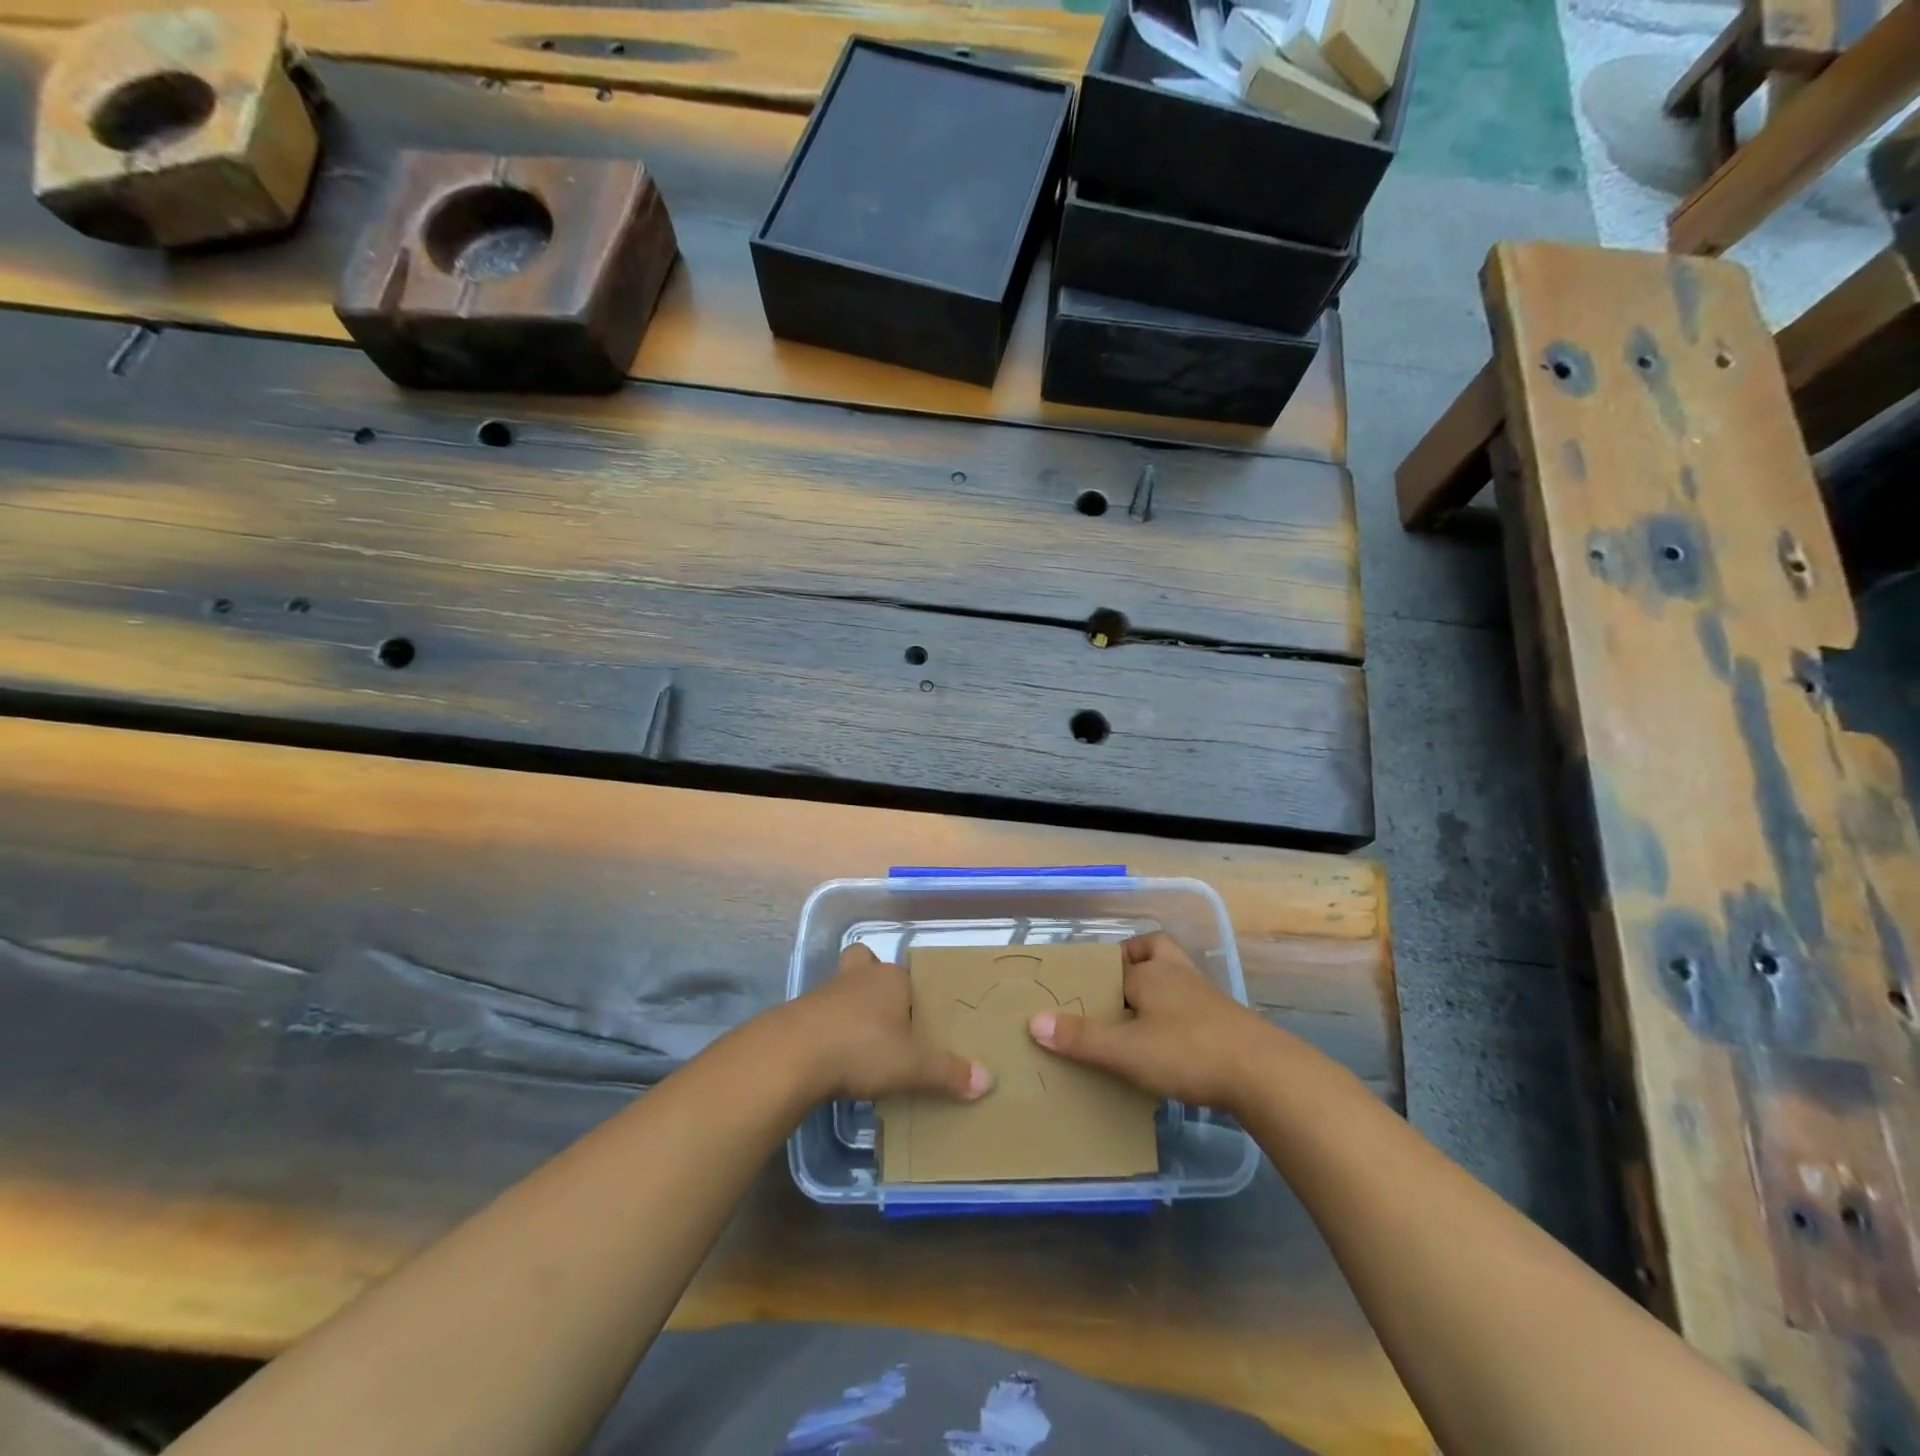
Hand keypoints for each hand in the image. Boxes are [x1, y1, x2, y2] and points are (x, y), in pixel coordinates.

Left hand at [791, 945, 993, 1103]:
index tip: (919, 1022)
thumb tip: (989, 1080)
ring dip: (850, 1008)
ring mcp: (826, 992)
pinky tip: (834, 1058)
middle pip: (867, 966)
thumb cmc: (861, 1048)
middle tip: (886, 1018)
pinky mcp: (800, 1014)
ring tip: (861, 1043)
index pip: (909, 977)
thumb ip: (948, 1072)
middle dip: (874, 983)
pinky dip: (829, 1030)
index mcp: (891, 979)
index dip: (914, 995)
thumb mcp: (912, 1066)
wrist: (793, 1055)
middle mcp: (859, 977)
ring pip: (843, 988)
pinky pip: (821, 1014)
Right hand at [1027, 931, 1277, 1110]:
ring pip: (1177, 976)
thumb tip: (1034, 1021)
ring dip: (1158, 988)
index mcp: (1151, 973)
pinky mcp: (1227, 1022)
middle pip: (1154, 951)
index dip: (1098, 969)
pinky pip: (1193, 1006)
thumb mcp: (1126, 1050)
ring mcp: (1207, 997)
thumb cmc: (1187, 1052)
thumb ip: (1081, 1038)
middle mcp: (1178, 975)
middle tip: (1114, 988)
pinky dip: (1178, 1015)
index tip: (1081, 985)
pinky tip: (1170, 1043)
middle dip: (1134, 961)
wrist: (1264, 1075)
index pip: (1118, 960)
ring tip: (1137, 1016)